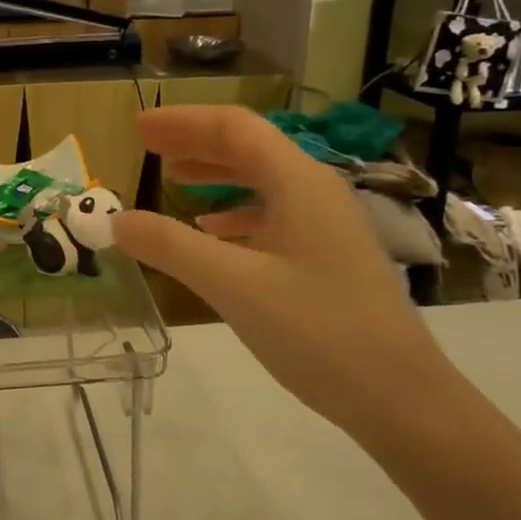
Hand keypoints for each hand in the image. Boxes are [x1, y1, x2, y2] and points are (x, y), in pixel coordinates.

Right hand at [112, 106, 457, 445]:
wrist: (402, 398)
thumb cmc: (318, 331)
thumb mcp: (234, 286)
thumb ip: (172, 247)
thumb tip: (118, 220)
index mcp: (298, 182)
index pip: (235, 128)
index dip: (184, 121)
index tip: (139, 127)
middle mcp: (315, 191)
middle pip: (249, 148)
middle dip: (195, 142)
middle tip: (147, 146)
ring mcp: (325, 225)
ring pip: (261, 180)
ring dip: (214, 173)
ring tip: (173, 178)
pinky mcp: (327, 256)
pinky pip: (273, 215)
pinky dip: (235, 212)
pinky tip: (214, 230)